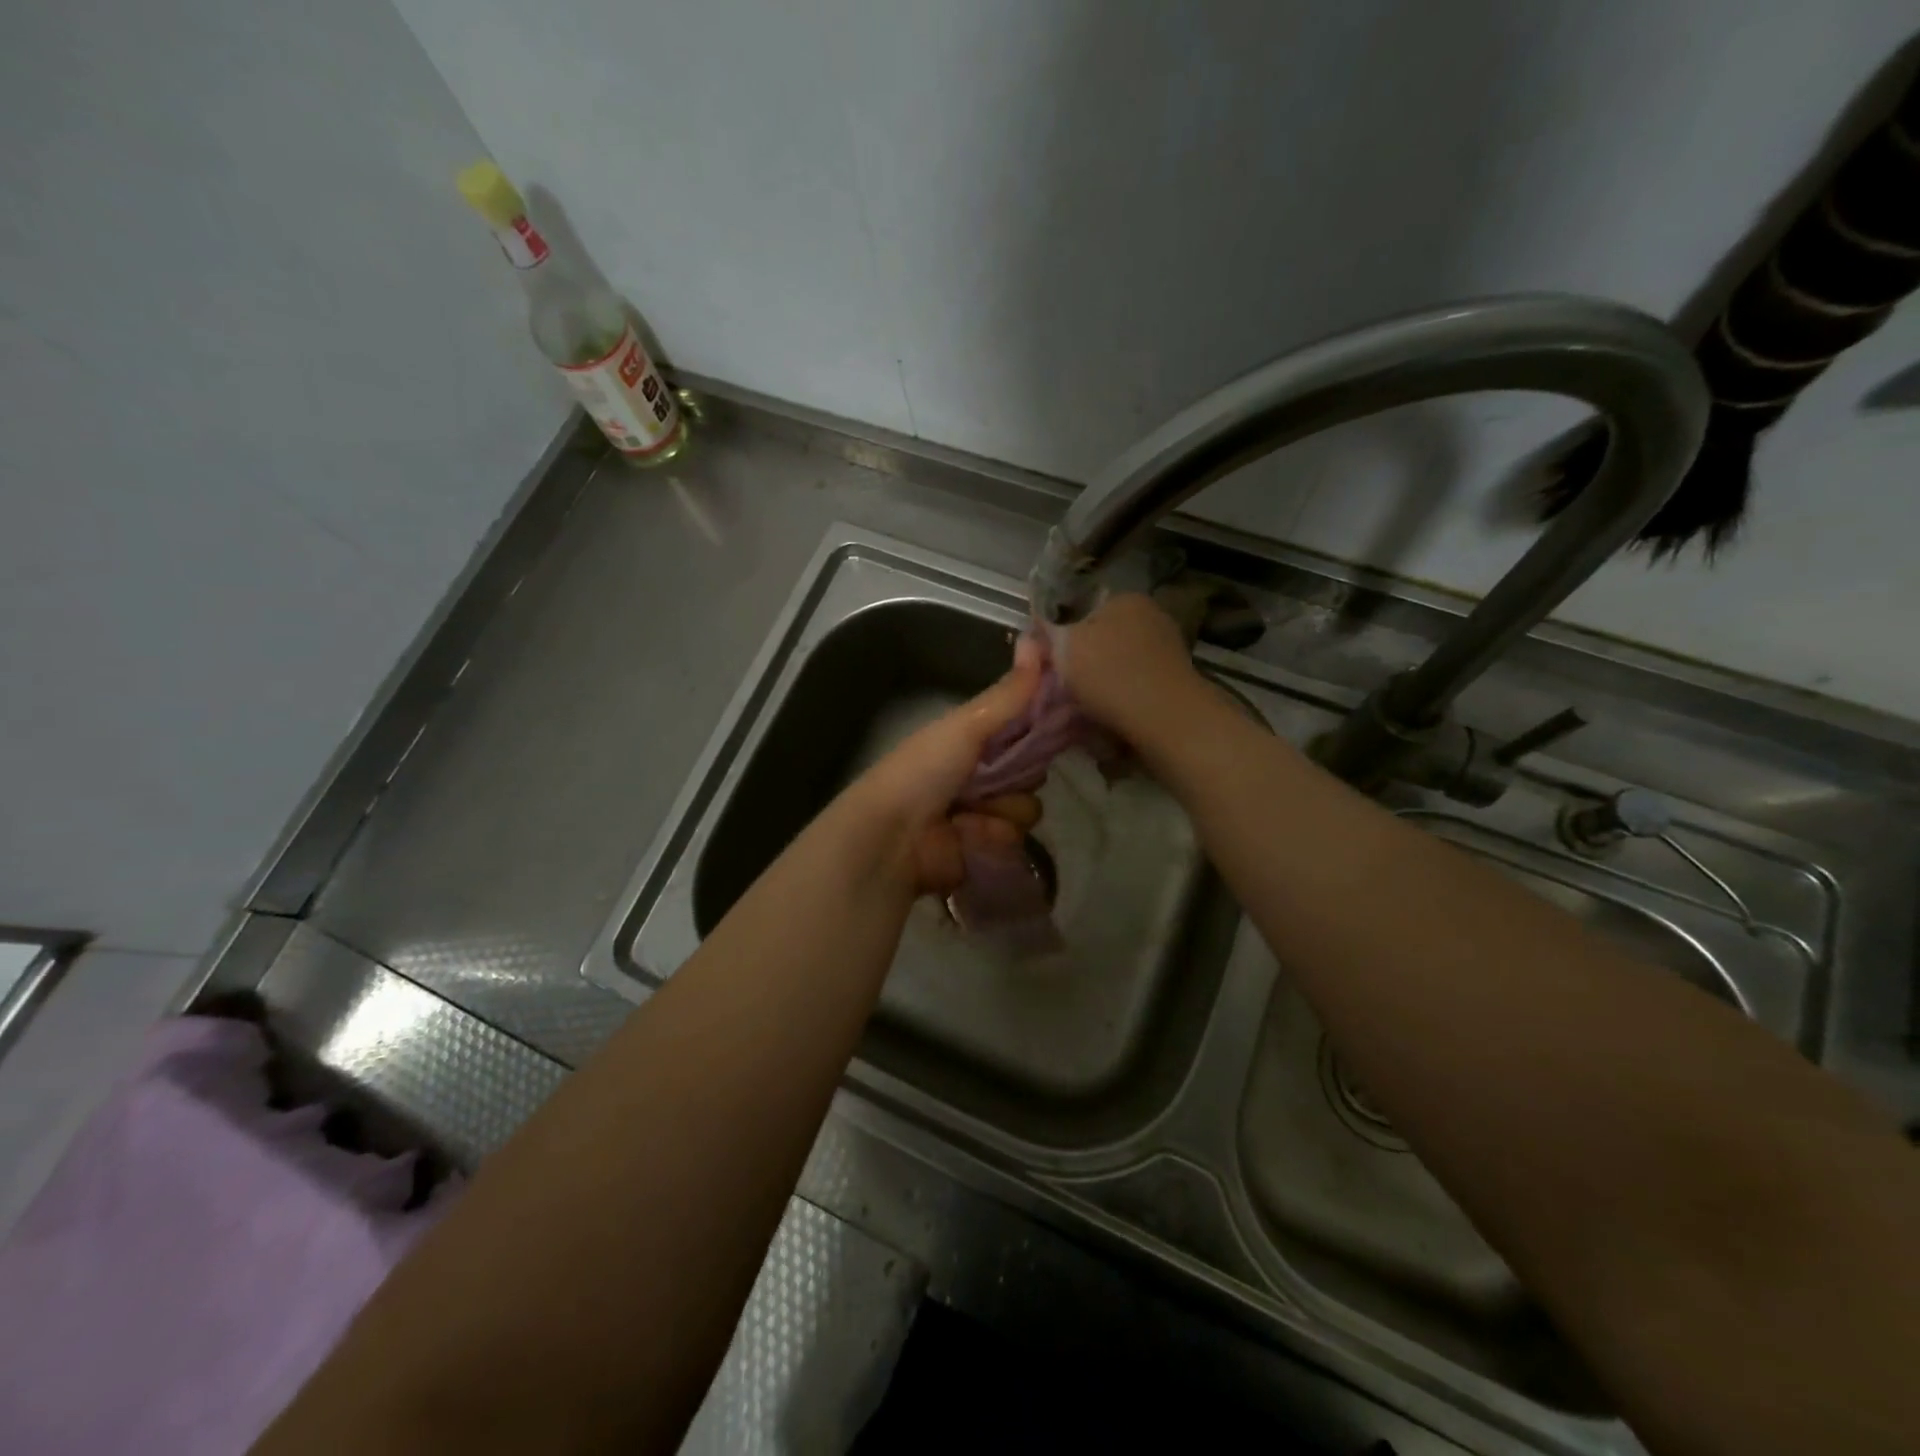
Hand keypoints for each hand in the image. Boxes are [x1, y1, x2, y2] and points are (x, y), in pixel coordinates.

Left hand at [842, 637, 1045, 895]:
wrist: (892, 836)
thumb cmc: (923, 770)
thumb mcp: (967, 724)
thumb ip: (1008, 693)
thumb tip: (1039, 637)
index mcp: (973, 738)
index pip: (1024, 728)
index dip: (1040, 725)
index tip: (1056, 722)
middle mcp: (981, 774)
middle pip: (1032, 770)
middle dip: (1022, 773)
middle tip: (995, 773)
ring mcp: (984, 813)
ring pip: (1027, 807)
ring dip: (1004, 808)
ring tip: (973, 810)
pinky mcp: (986, 849)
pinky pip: (1015, 839)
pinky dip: (993, 835)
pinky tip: (968, 834)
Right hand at [1055, 593, 1205, 743]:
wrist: (1166, 719)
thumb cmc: (1110, 675)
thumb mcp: (1063, 648)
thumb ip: (1047, 633)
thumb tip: (1036, 629)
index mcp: (1125, 598)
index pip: (1082, 609)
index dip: (1061, 635)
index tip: (1050, 663)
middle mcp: (1151, 615)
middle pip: (1103, 636)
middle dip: (1084, 659)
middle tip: (1064, 686)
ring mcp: (1168, 647)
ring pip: (1120, 661)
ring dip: (1103, 680)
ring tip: (1086, 705)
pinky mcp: (1175, 679)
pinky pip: (1136, 683)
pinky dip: (1123, 695)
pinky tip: (1111, 713)